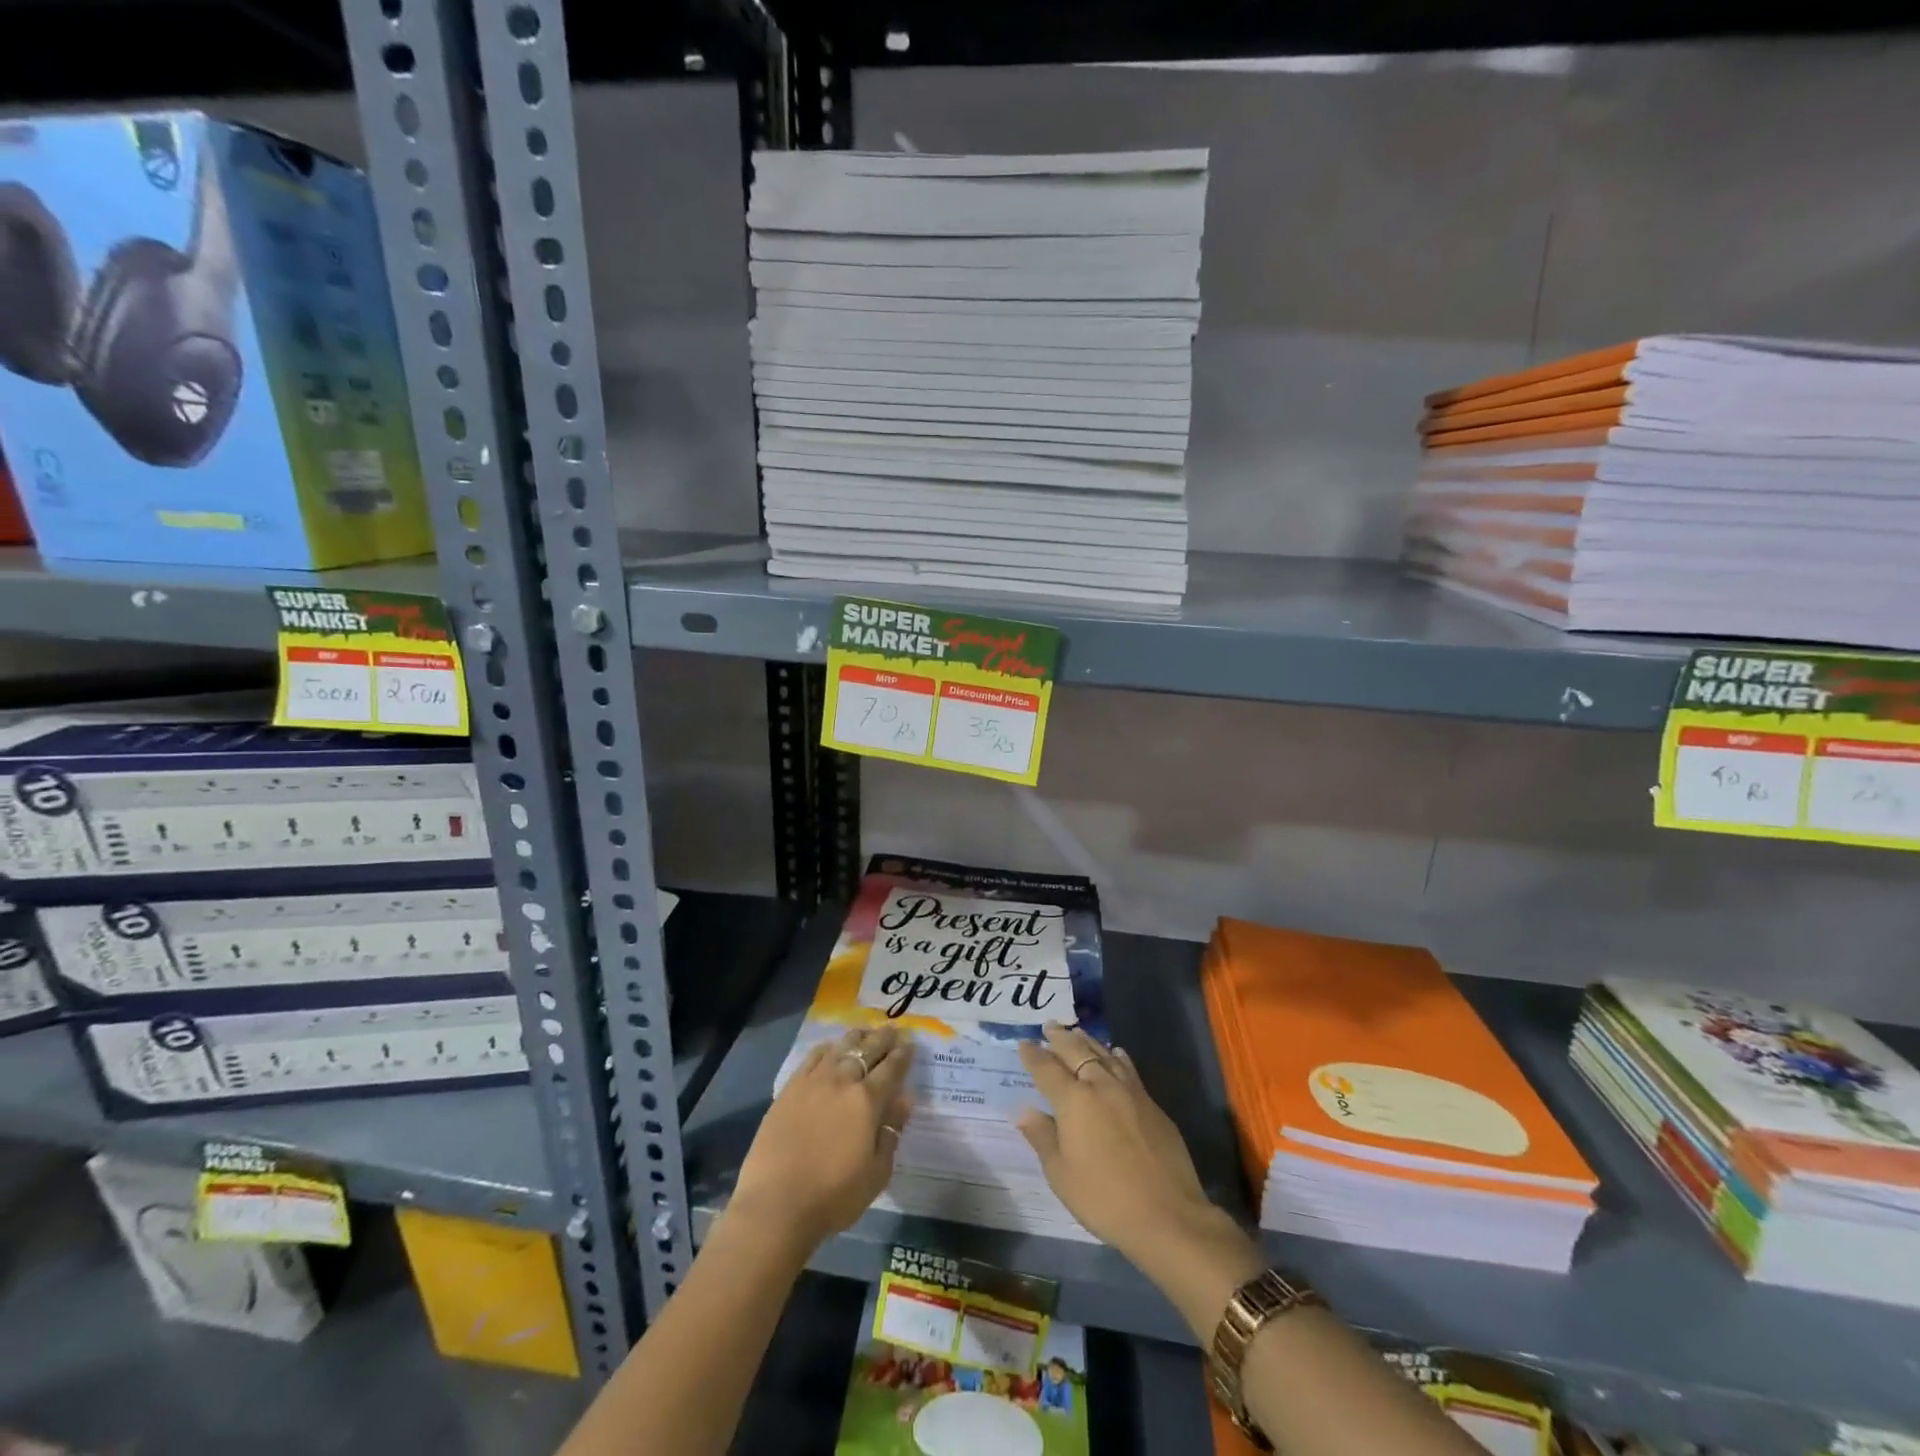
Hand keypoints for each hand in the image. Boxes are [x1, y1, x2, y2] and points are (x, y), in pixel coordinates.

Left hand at [729, 1025, 914, 1251]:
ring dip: (856, 1037)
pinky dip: (826, 1048)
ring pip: (840, 1047)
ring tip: (865, 1031)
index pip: (891, 1068)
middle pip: (867, 1050)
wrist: (776, 1204)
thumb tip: (905, 1098)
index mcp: (867, 1101)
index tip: (911, 1044)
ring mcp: (813, 1081)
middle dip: (883, 1038)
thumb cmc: (833, 1196)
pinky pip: (812, 1058)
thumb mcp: (876, 1172)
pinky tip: (830, 1048)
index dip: (903, 1055)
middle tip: (893, 1029)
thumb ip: (892, 1131)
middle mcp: (842, 1081)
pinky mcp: (790, 1089)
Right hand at [1014, 1024, 1224, 1265]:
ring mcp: (1130, 1092)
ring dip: (1087, 1041)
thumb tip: (1024, 1111)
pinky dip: (1116, 1056)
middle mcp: (1101, 1085)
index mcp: (1074, 1101)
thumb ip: (1043, 1137)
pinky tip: (1115, 1053)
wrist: (1167, 1215)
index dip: (1033, 1055)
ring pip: (1104, 1054)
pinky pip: (1128, 1068)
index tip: (1024, 1043)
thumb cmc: (1104, 1198)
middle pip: (1076, 1052)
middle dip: (1060, 1038)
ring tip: (1077, 1032)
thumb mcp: (1061, 1175)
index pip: (1047, 1069)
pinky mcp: (1152, 1104)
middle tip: (1050, 1026)